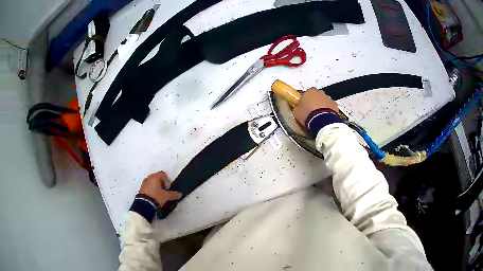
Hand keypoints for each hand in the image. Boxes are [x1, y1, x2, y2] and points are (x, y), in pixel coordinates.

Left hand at [139, 171, 181, 206]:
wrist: (144, 205)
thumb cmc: (156, 197)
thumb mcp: (166, 196)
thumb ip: (173, 194)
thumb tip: (179, 194)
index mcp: (155, 177)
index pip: (163, 174)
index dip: (167, 181)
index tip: (168, 188)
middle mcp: (149, 177)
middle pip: (157, 177)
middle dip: (161, 183)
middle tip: (164, 191)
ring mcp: (144, 182)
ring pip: (152, 182)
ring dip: (156, 186)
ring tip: (159, 195)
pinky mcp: (141, 188)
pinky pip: (148, 186)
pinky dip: (151, 190)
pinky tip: (153, 197)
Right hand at [292, 88, 338, 125]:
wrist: (321, 121)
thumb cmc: (307, 114)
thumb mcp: (296, 112)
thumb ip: (297, 107)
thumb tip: (297, 108)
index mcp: (310, 91)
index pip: (307, 92)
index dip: (306, 99)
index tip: (304, 105)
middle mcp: (320, 92)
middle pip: (317, 95)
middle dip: (315, 101)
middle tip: (312, 110)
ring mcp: (329, 98)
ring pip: (325, 101)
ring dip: (322, 106)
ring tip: (319, 115)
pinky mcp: (335, 105)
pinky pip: (331, 107)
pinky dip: (329, 111)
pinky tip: (326, 117)